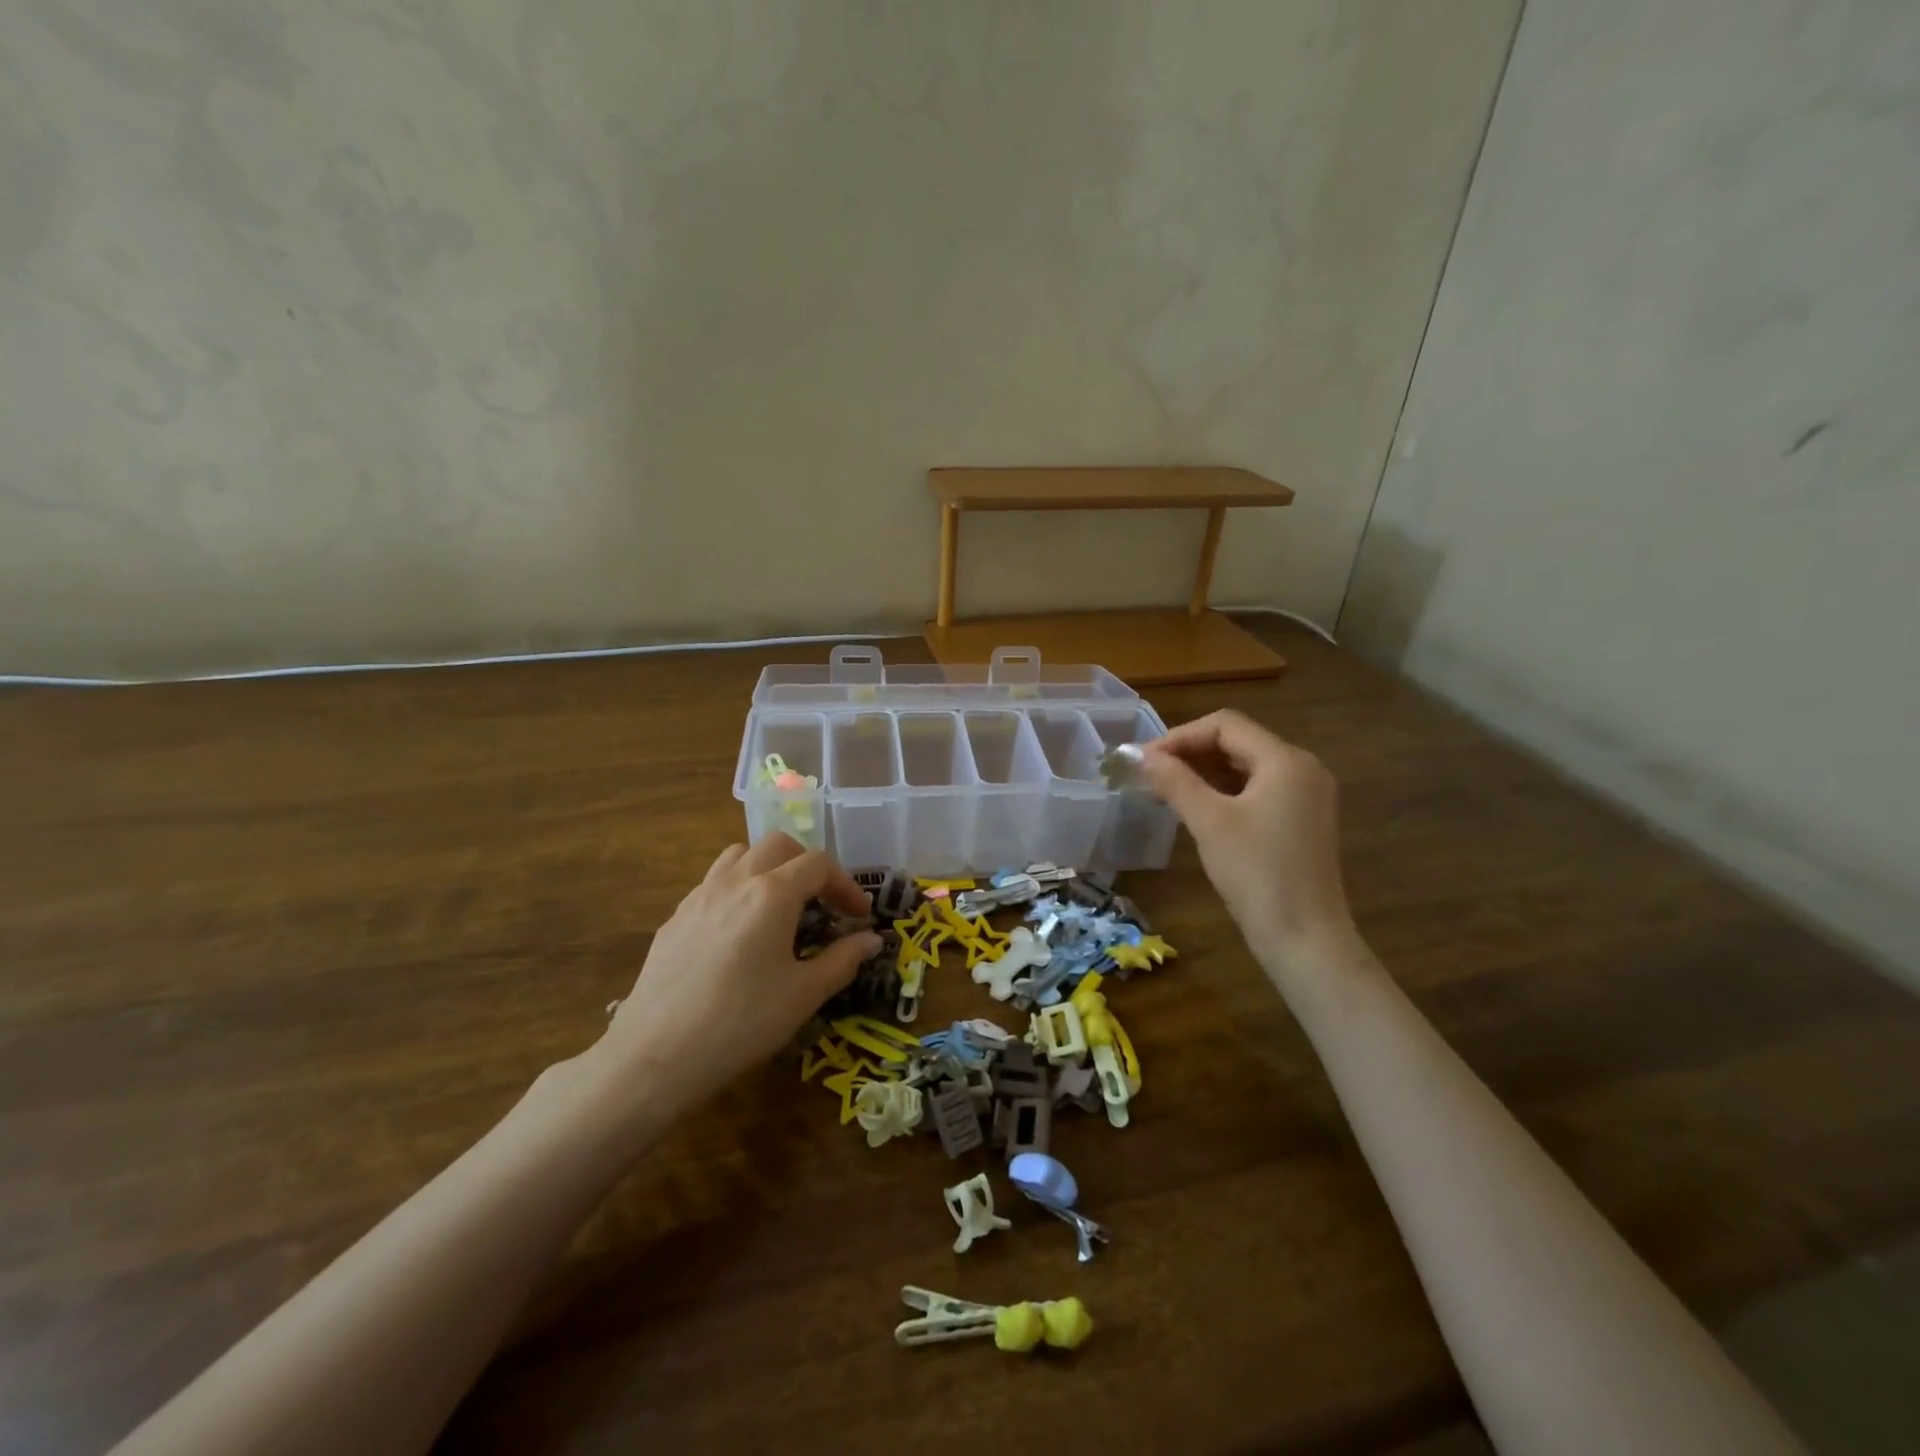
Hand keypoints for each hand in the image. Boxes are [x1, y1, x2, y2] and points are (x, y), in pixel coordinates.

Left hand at [596, 834, 880, 1109]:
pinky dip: (736, 889)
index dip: (846, 885)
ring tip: (779, 905)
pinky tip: (739, 931)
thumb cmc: (742, 1022)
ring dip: (768, 867)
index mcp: (773, 893)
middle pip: (779, 845)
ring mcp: (700, 895)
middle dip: (807, 865)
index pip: (819, 864)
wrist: (656, 1054)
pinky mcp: (675, 917)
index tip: (858, 916)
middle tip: (821, 902)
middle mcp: (736, 881)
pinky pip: (712, 883)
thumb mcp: (804, 994)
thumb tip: (872, 940)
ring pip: (739, 855)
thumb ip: (843, 960)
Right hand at [1137, 710, 1355, 965]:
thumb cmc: (1257, 874)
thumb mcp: (1209, 821)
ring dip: (1202, 772)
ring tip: (1163, 789)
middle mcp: (1301, 769)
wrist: (1305, 940)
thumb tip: (1139, 755)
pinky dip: (1221, 791)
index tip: (1144, 760)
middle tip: (1148, 774)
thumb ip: (1174, 781)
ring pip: (1244, 767)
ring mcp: (1304, 796)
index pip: (1225, 725)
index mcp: (1286, 760)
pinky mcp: (1299, 821)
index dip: (1179, 736)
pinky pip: (1254, 790)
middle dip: (1189, 753)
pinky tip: (1192, 807)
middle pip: (1236, 742)